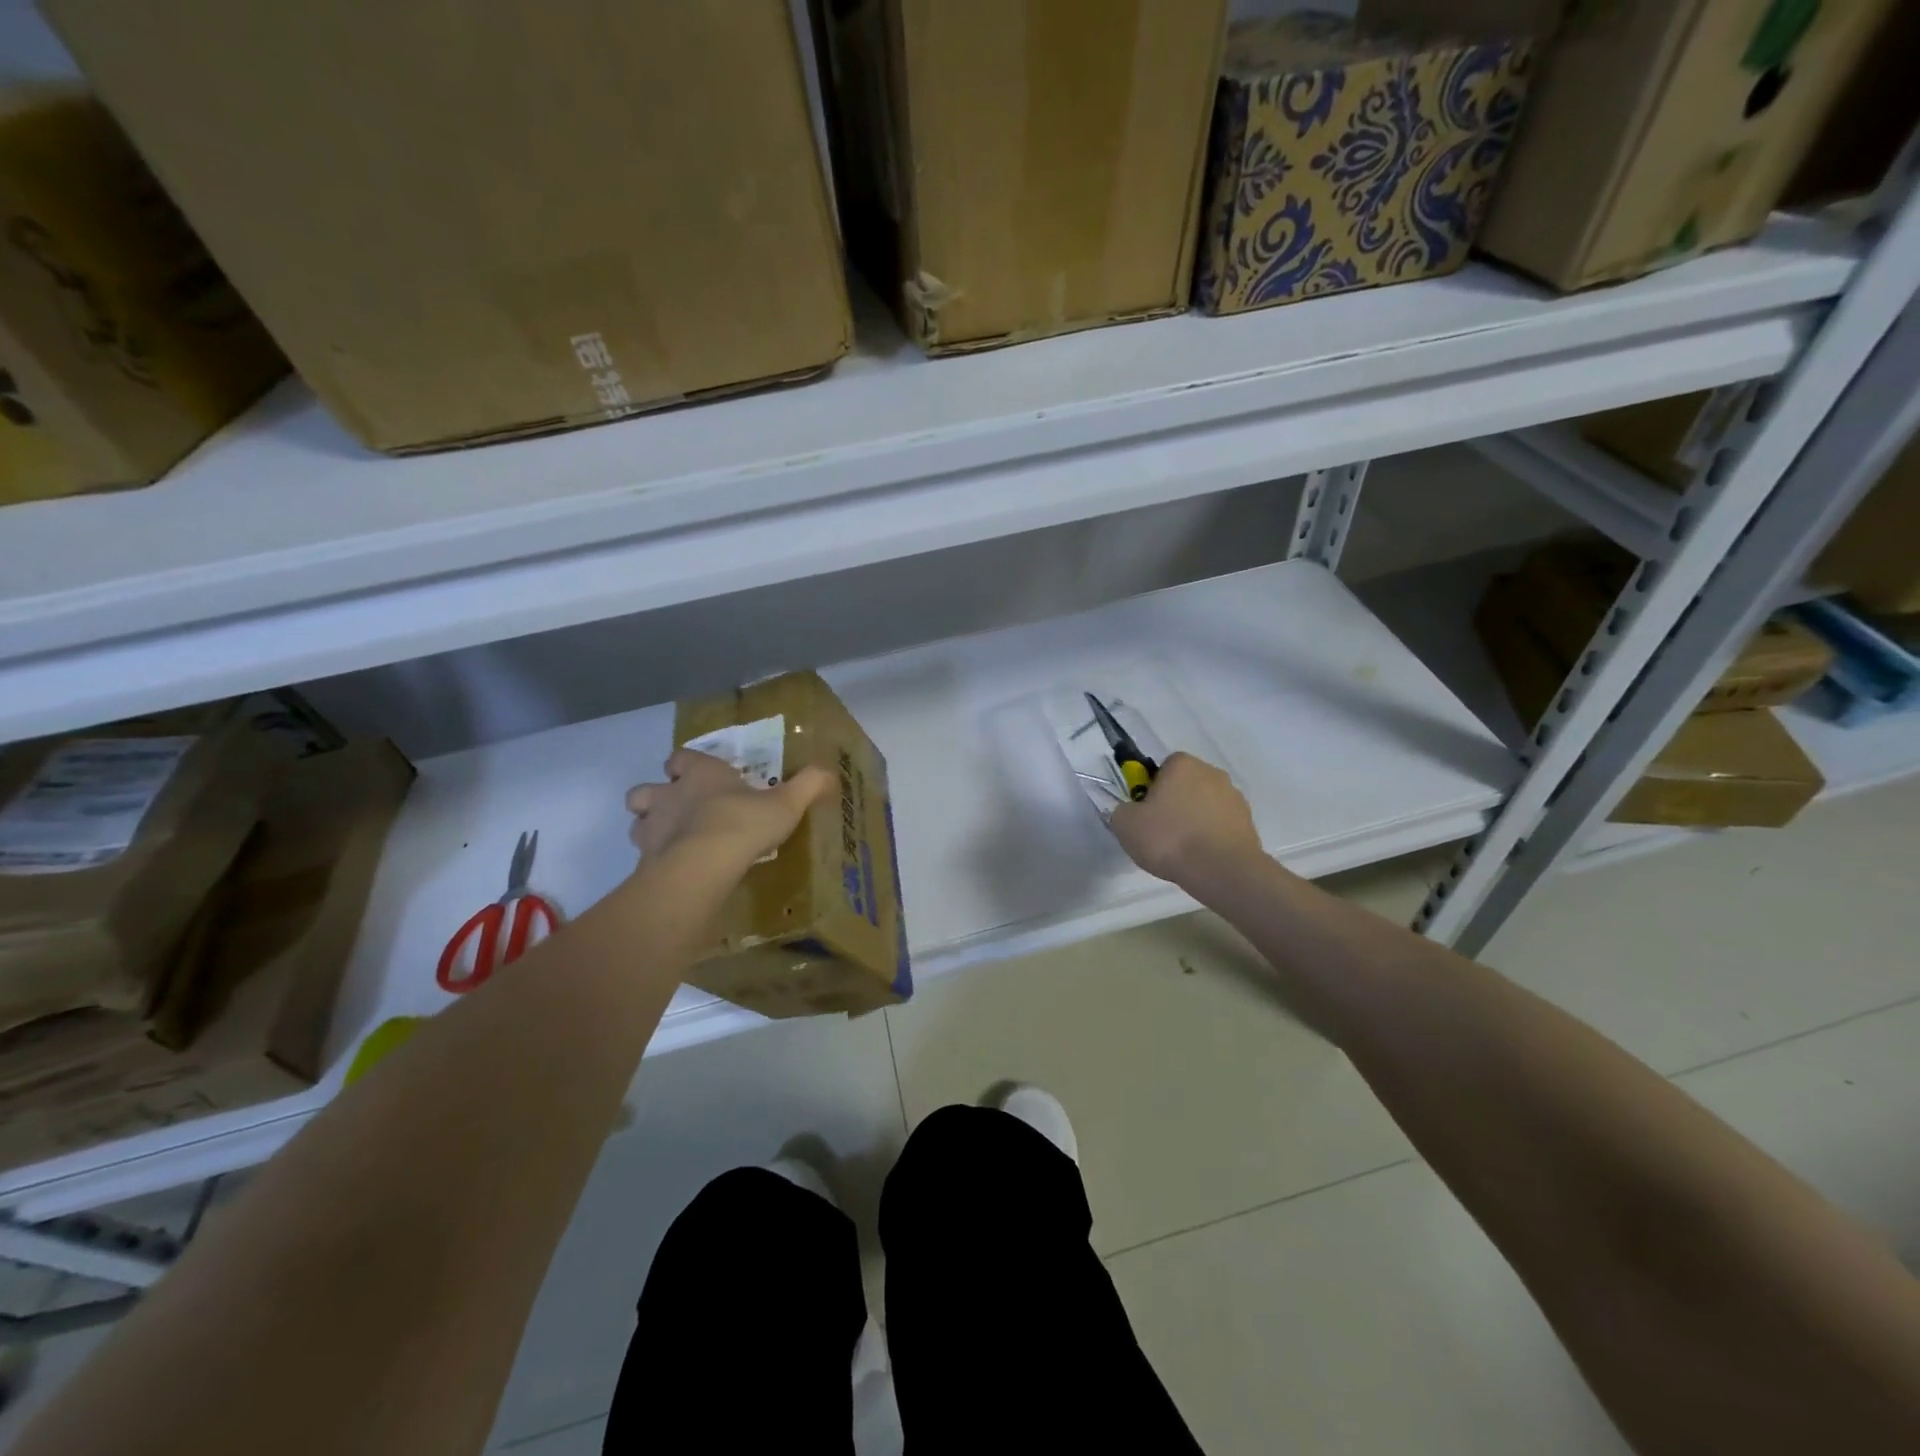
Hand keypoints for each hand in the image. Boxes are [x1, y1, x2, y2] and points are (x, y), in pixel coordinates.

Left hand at [626, 749, 830, 867]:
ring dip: (650, 828)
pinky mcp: (646, 860)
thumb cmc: (744, 823)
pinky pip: (644, 858)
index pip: (681, 758)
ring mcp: (652, 828)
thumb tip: (828, 772)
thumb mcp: (786, 803)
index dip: (686, 765)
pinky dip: (655, 862)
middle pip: (645, 789)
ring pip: (637, 822)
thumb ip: (807, 785)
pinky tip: (676, 872)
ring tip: (674, 842)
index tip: (698, 775)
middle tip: (678, 810)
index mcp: (701, 774)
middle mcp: (669, 795)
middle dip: (656, 797)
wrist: (704, 863)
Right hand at [1106, 752, 1261, 886]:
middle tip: (1160, 831)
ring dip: (1194, 820)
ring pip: (1204, 805)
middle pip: (1185, 785)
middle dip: (1174, 803)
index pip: (1162, 767)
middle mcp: (1212, 772)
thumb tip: (1131, 811)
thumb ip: (1122, 810)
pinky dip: (1211, 836)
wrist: (1222, 870)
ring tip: (1182, 850)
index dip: (1151, 789)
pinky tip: (1201, 857)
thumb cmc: (1169, 839)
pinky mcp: (1248, 822)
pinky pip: (1220, 825)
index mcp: (1182, 764)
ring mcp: (1234, 797)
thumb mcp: (1125, 824)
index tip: (1145, 812)